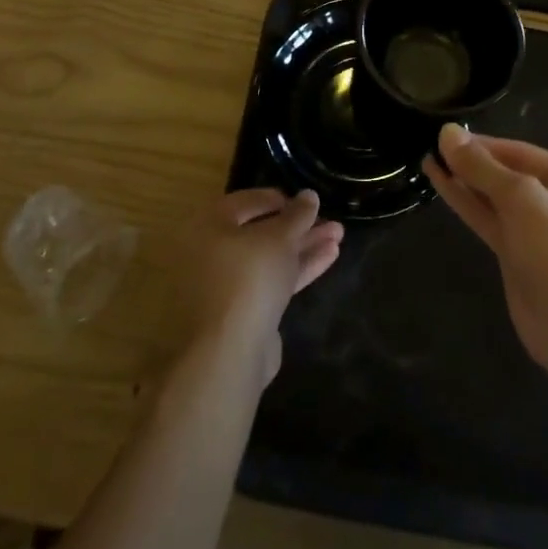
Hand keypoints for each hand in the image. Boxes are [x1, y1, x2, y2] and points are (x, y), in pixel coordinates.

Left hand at [188, 189, 343, 381]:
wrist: (228, 353)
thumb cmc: (248, 278)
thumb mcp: (279, 238)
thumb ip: (297, 215)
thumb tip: (309, 195)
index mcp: (208, 226)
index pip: (245, 202)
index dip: (279, 199)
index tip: (306, 202)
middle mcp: (211, 253)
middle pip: (261, 232)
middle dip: (299, 227)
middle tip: (331, 221)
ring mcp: (226, 285)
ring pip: (270, 259)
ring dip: (304, 247)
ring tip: (339, 236)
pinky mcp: (242, 313)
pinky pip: (271, 282)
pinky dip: (297, 269)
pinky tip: (330, 257)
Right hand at [423, 125, 547, 371]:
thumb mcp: (521, 199)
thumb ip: (482, 166)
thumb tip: (447, 132)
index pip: (521, 151)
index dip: (482, 144)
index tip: (444, 135)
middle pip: (509, 173)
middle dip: (472, 162)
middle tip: (432, 147)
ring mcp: (541, 231)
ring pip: (496, 199)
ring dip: (465, 181)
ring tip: (429, 161)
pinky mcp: (521, 257)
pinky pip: (491, 221)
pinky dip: (467, 204)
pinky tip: (441, 186)